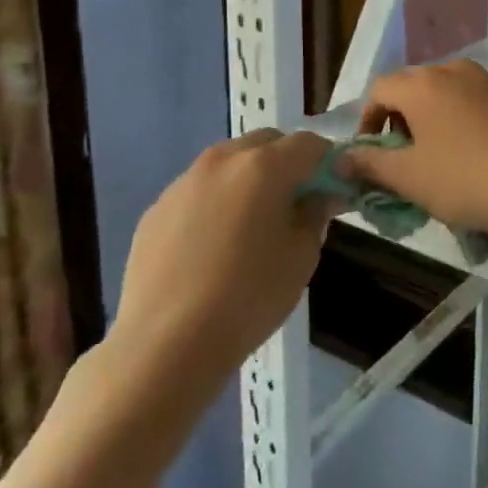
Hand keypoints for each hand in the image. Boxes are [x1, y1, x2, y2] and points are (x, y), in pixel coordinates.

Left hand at [108, 130, 333, 394]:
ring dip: (247, 179)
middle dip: (286, 162)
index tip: (331, 189)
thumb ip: (315, 214)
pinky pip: (198, 191)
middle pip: (265, 143)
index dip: (327, 162)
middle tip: (293, 202)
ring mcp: (183, 182)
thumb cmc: (249, 298)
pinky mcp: (156, 209)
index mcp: (264, 166)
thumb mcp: (302, 257)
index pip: (309, 143)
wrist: (165, 345)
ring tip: (250, 224)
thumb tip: (318, 196)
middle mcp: (222, 160)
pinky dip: (215, 202)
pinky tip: (212, 247)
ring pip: (228, 163)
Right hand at [345, 61, 487, 241]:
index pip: (379, 90)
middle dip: (401, 121)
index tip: (372, 155)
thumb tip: (342, 158)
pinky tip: (476, 156)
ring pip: (447, 95)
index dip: (367, 122)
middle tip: (404, 160)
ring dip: (433, 121)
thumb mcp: (409, 178)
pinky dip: (464, 122)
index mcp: (422, 84)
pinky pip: (476, 103)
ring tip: (440, 160)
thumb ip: (370, 164)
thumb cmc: (466, 179)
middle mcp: (454, 70)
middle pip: (413, 88)